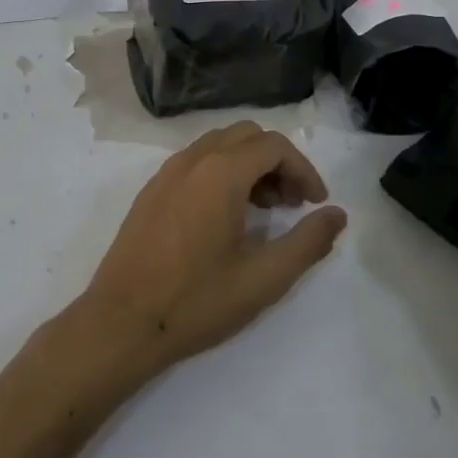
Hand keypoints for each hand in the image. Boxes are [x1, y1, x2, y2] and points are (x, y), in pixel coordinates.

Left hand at [81, 121, 346, 373]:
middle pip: (247, 135)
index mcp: (220, 172)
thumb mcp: (263, 279)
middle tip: (292, 203)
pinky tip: (225, 217)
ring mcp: (167, 172)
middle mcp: (192, 159)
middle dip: (277, 161)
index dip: (303, 169)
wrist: (120, 322)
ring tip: (263, 210)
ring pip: (219, 144)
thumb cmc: (196, 301)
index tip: (316, 203)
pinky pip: (196, 161)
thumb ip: (307, 243)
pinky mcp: (151, 190)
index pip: (274, 145)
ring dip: (249, 165)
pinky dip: (221, 171)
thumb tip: (337, 215)